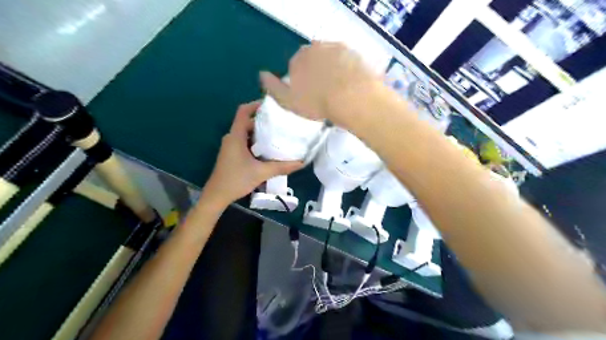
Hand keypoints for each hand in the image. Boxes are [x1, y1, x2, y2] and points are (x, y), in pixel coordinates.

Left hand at [201, 99, 302, 207]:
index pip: (243, 111)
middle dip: (264, 120)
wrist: (217, 195)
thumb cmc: (236, 180)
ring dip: (261, 132)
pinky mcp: (232, 153)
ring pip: (247, 133)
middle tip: (281, 122)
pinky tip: (269, 149)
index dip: (256, 104)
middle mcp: (232, 137)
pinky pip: (245, 141)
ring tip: (278, 133)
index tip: (272, 105)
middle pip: (248, 121)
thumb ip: (281, 167)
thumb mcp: (261, 173)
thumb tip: (301, 163)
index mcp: (236, 136)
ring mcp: (231, 146)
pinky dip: (256, 142)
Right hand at [259, 41, 376, 122]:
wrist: (351, 97)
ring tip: (338, 90)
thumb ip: (273, 87)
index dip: (301, 81)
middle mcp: (316, 47)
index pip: (295, 66)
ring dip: (332, 70)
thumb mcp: (288, 101)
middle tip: (324, 93)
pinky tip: (350, 84)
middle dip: (316, 73)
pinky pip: (347, 61)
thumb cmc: (316, 102)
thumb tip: (262, 74)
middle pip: (313, 60)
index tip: (308, 95)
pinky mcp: (355, 53)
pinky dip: (347, 70)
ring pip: (330, 59)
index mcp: (298, 58)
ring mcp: (337, 48)